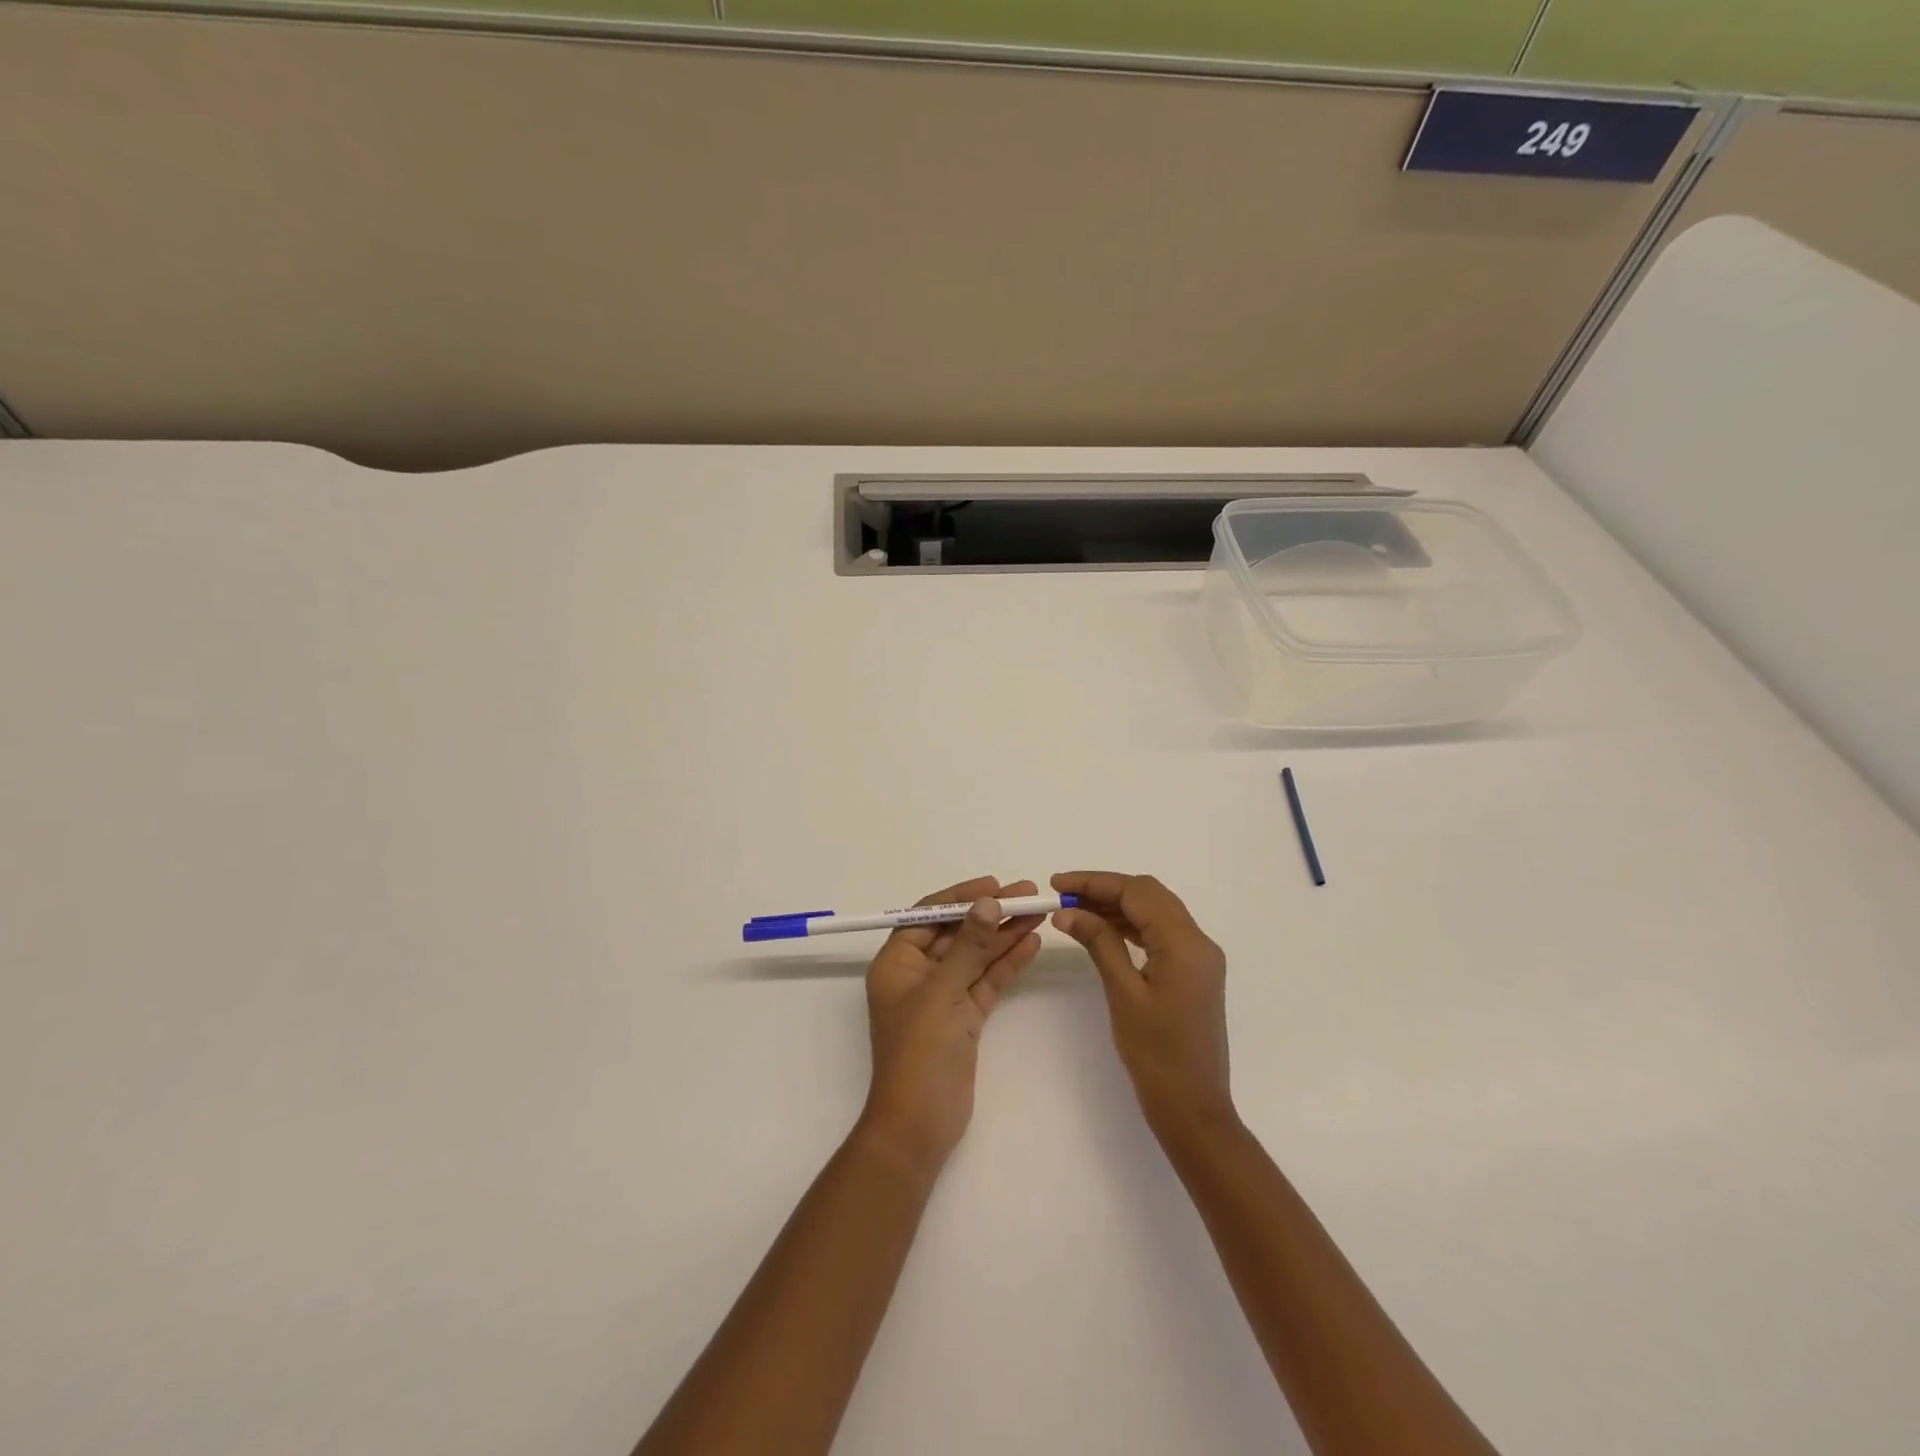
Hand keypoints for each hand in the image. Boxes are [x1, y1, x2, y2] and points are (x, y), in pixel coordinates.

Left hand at [856, 876, 1043, 1180]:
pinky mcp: (965, 1017)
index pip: (928, 917)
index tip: (994, 885)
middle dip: (990, 913)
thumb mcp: (942, 992)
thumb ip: (969, 946)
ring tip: (1038, 911)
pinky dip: (1007, 963)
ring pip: (977, 956)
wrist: (920, 1125)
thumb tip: (988, 901)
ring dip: (1004, 934)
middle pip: (957, 933)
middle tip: (1028, 894)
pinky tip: (1031, 942)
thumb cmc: (918, 1051)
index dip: (961, 897)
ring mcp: (944, 996)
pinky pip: (987, 981)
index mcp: (897, 963)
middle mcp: (919, 974)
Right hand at [1051, 871, 1234, 1138]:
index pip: (1137, 892)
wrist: (1194, 1109)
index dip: (1095, 882)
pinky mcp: (1193, 972)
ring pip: (1155, 912)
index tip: (1056, 884)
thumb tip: (1068, 911)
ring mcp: (1199, 957)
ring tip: (1075, 911)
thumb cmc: (1156, 1055)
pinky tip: (1103, 930)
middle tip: (1063, 895)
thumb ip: (1099, 943)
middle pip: (1149, 895)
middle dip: (1105, 889)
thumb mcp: (1123, 994)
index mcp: (1185, 944)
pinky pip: (1160, 933)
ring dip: (1117, 906)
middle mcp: (1198, 942)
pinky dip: (1131, 925)